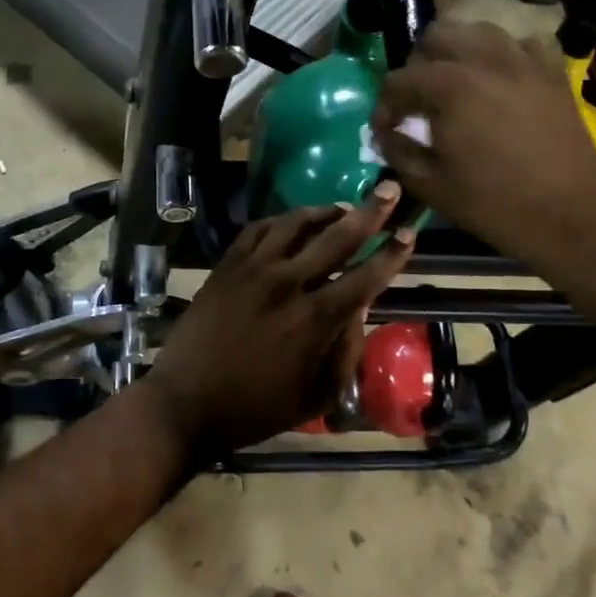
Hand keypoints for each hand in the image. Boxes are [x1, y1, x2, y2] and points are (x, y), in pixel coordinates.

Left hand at [142, 185, 412, 456]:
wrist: (186, 402)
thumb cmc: (255, 408)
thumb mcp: (315, 396)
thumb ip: (345, 351)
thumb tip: (360, 308)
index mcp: (314, 319)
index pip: (364, 277)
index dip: (391, 254)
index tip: (409, 233)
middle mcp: (286, 283)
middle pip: (336, 237)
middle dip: (370, 212)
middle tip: (389, 189)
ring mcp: (252, 269)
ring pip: (294, 224)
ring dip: (323, 211)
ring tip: (342, 207)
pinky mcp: (226, 265)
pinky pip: (257, 229)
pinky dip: (280, 220)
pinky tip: (291, 222)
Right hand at [372, 20, 595, 263]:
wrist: (571, 216)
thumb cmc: (494, 204)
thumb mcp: (430, 184)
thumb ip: (398, 150)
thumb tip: (384, 133)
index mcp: (449, 86)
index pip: (398, 79)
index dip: (384, 105)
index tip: (386, 130)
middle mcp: (484, 61)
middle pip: (436, 37)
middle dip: (418, 65)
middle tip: (417, 100)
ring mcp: (523, 62)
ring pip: (478, 31)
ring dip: (458, 51)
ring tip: (455, 83)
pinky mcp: (552, 73)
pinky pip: (523, 44)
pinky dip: (504, 54)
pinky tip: (500, 79)